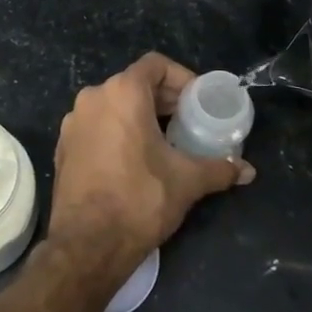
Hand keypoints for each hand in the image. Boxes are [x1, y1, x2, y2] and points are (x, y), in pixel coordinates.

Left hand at [46, 53, 254, 277]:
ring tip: (165, 142)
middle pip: (134, 84)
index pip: (156, 65)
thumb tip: (247, 170)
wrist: (86, 246)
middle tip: (188, 122)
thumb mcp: (187, 181)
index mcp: (122, 93)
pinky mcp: (63, 147)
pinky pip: (97, 126)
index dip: (181, 78)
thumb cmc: (140, 200)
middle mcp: (93, 98)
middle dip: (163, 100)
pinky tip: (135, 161)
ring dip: (140, 116)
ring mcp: (73, 122)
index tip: (198, 101)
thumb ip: (219, 168)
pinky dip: (118, 132)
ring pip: (114, 105)